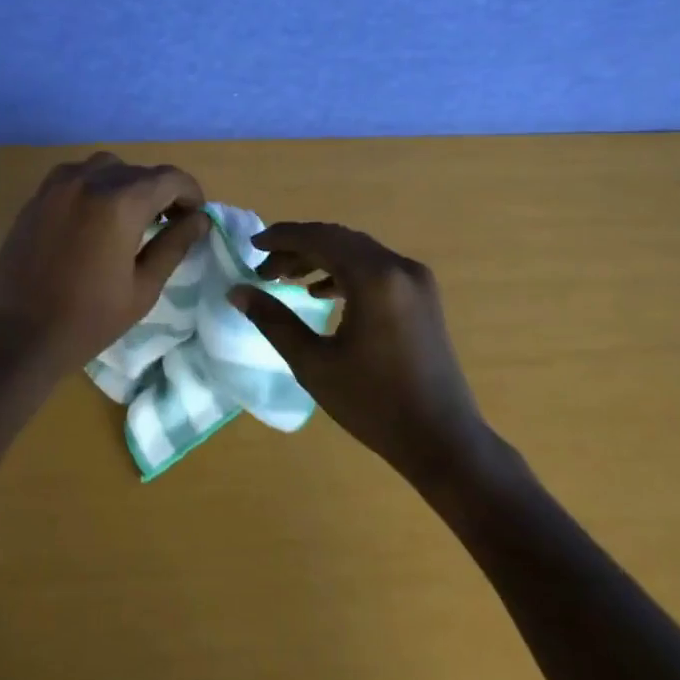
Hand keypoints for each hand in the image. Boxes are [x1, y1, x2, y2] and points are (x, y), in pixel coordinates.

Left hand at [0, 152, 210, 373]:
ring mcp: (57, 186)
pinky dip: (94, 185)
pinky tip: (95, 217)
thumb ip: (173, 246)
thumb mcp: (142, 288)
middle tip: (169, 223)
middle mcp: (88, 181)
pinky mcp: (36, 197)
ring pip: (104, 166)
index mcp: (119, 203)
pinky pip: (74, 176)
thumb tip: (199, 220)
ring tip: (131, 217)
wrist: (16, 337)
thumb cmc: (87, 320)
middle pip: (137, 171)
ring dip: (125, 184)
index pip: (168, 178)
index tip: (196, 216)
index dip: (190, 193)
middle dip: (160, 191)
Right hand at [228, 222, 492, 482]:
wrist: (443, 441)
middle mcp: (398, 267)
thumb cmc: (373, 404)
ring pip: (357, 251)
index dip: (282, 238)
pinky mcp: (422, 297)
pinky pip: (375, 268)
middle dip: (298, 248)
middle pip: (339, 240)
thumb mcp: (313, 363)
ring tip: (285, 278)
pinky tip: (320, 294)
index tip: (252, 247)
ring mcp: (415, 280)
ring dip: (320, 258)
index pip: (319, 239)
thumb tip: (236, 291)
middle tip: (264, 268)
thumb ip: (272, 320)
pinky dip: (344, 272)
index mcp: (374, 278)